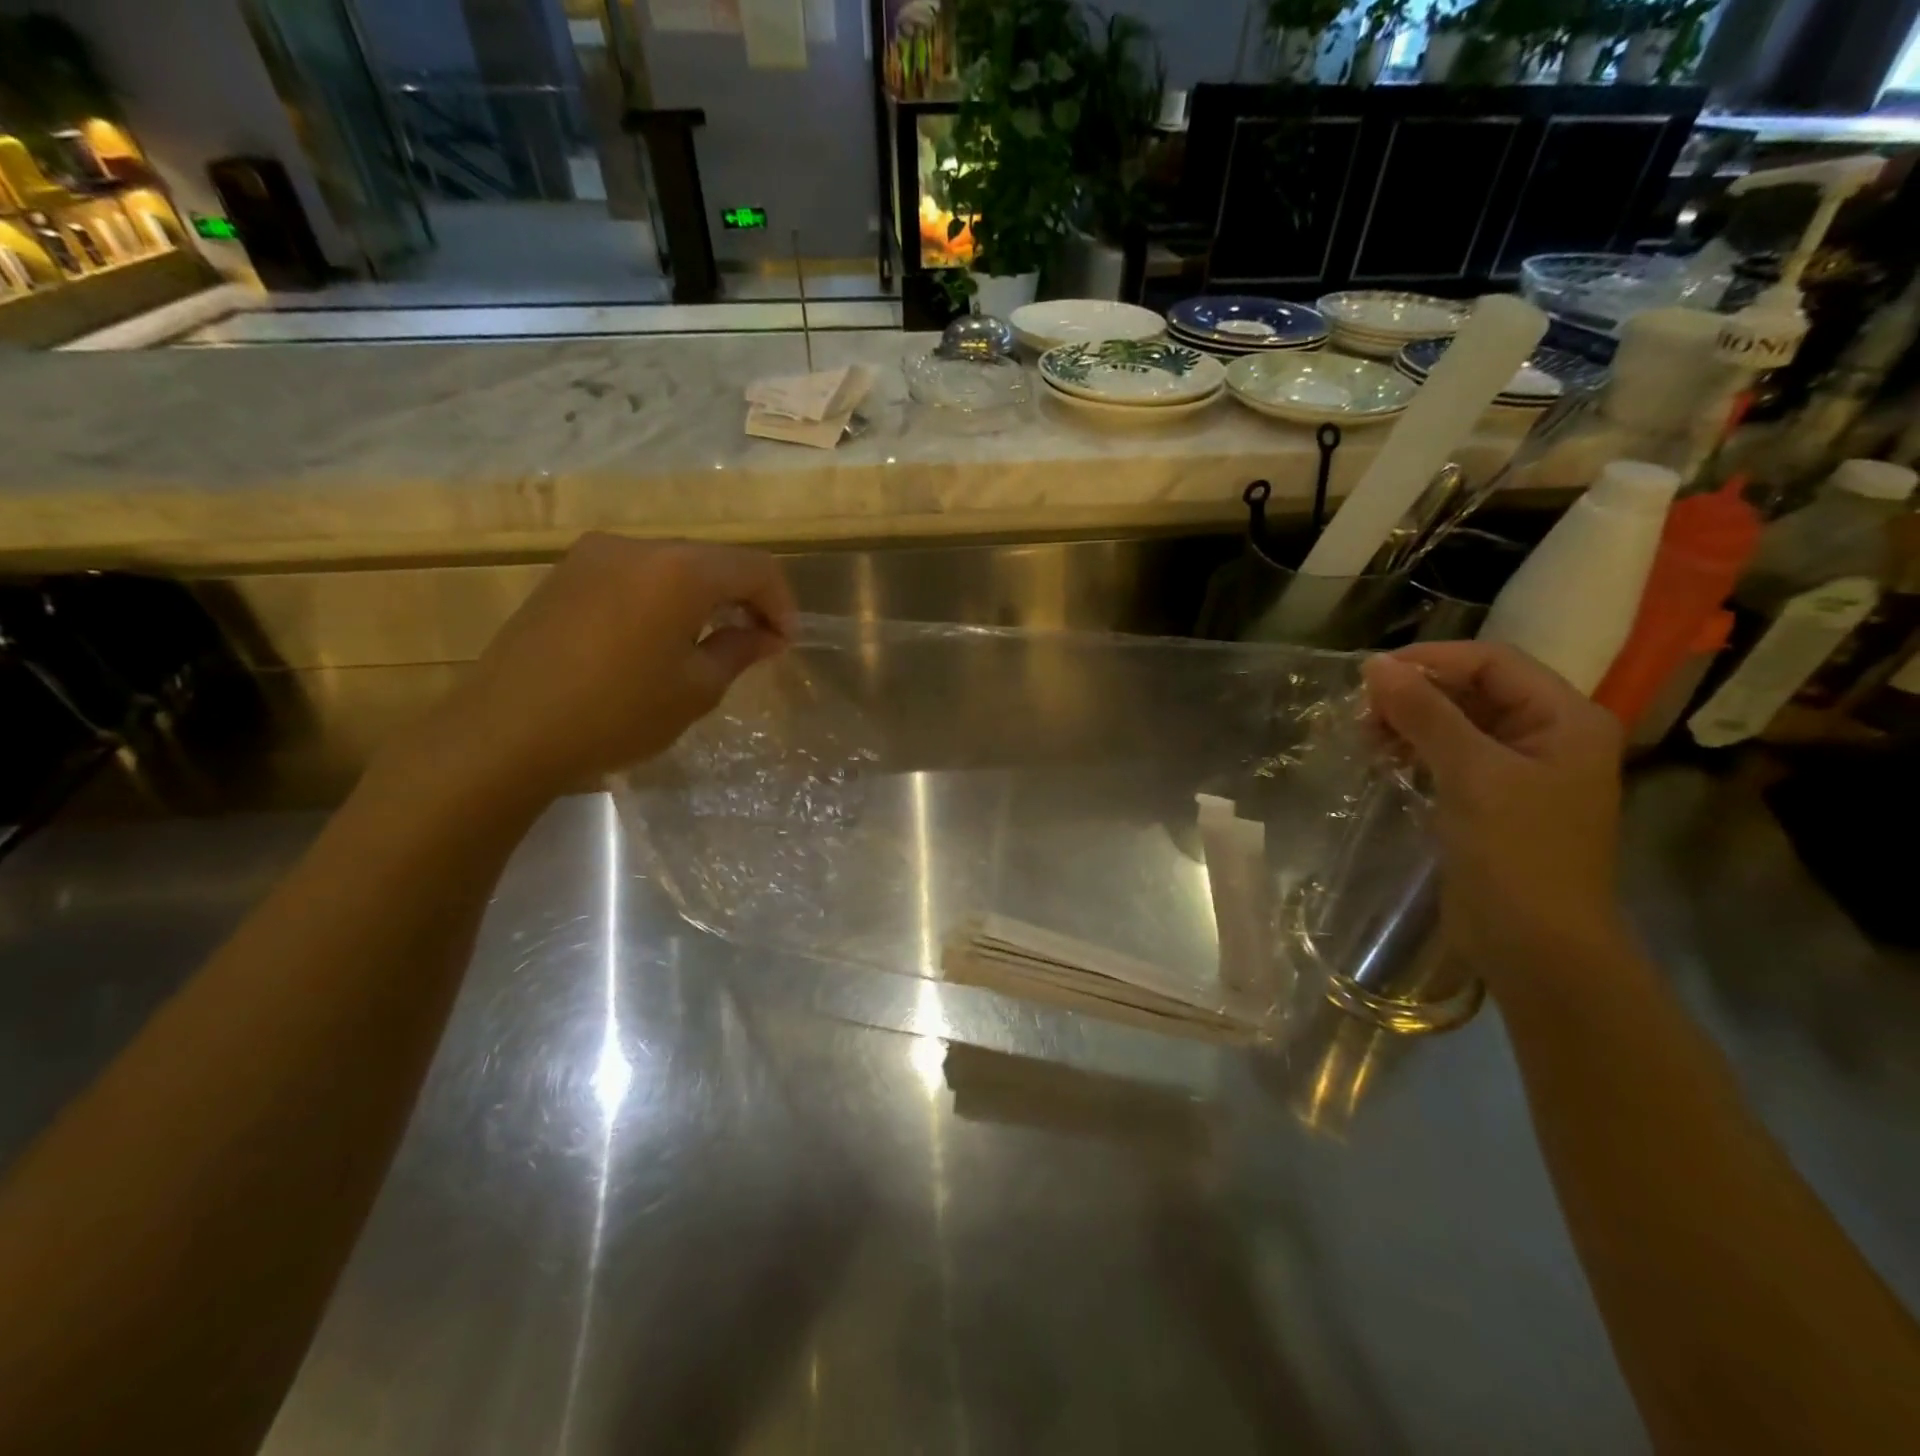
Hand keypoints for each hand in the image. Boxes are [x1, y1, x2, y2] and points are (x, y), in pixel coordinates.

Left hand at [406, 535, 795, 807]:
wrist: (505, 731)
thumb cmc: (616, 713)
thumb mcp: (695, 690)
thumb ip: (739, 650)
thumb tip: (766, 635)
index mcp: (679, 570)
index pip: (755, 568)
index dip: (781, 603)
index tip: (784, 644)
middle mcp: (638, 546)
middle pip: (713, 560)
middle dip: (744, 598)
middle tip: (756, 643)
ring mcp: (594, 556)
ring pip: (673, 565)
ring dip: (703, 597)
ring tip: (709, 643)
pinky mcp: (564, 574)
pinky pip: (635, 575)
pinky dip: (663, 597)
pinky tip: (659, 638)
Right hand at [1362, 641, 1625, 987]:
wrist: (1536, 945)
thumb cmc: (1516, 853)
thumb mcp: (1471, 774)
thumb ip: (1425, 713)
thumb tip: (1376, 666)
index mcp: (1565, 719)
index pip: (1493, 662)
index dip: (1431, 661)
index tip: (1370, 676)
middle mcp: (1549, 736)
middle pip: (1475, 690)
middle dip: (1416, 694)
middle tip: (1363, 713)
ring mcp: (1521, 771)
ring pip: (1458, 723)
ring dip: (1411, 723)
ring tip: (1367, 737)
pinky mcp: (1493, 800)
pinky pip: (1451, 756)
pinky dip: (1416, 751)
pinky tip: (1384, 759)